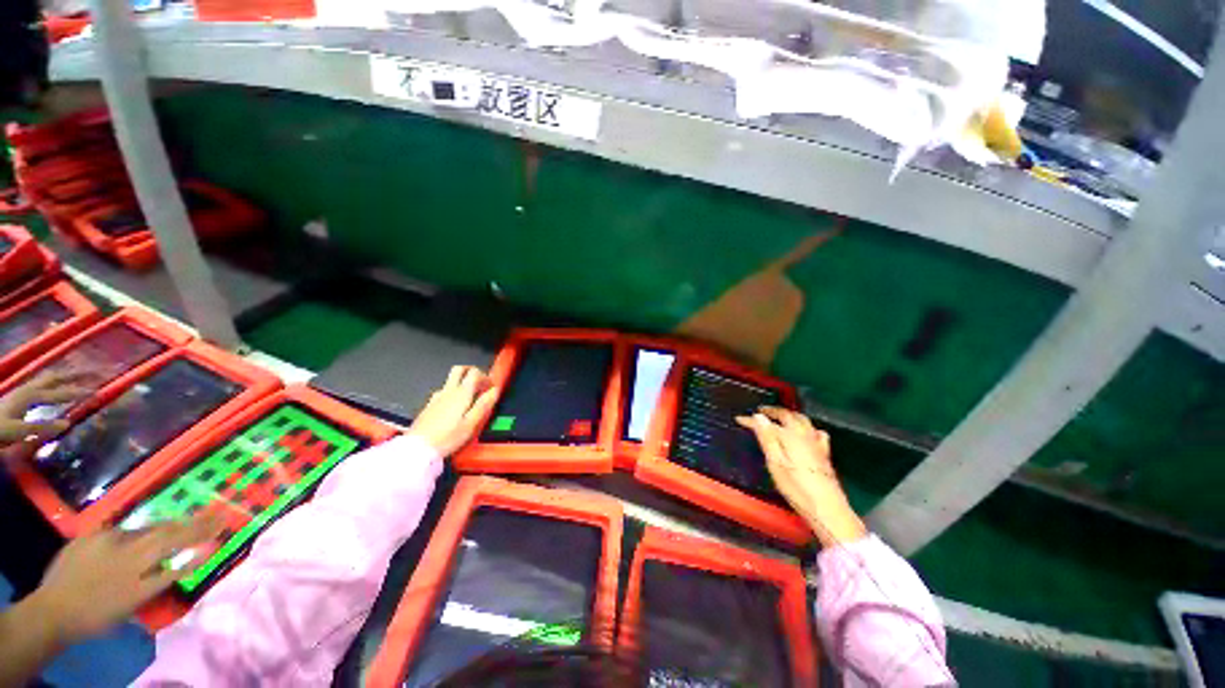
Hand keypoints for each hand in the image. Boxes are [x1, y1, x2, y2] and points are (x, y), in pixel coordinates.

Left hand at [0, 370, 97, 445]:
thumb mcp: (17, 432)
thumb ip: (40, 428)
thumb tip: (68, 423)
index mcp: (31, 396)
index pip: (60, 393)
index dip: (79, 391)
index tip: (98, 390)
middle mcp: (29, 389)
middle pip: (56, 377)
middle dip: (76, 374)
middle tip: (97, 371)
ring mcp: (24, 390)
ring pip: (49, 377)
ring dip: (66, 375)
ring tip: (82, 373)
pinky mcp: (21, 394)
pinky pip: (43, 383)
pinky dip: (56, 381)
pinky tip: (58, 384)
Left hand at [28, 512, 223, 644]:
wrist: (53, 610)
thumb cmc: (100, 612)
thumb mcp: (136, 599)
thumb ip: (168, 574)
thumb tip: (203, 552)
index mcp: (138, 557)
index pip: (177, 537)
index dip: (201, 528)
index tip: (225, 518)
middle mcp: (125, 540)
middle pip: (163, 528)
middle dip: (190, 522)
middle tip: (214, 514)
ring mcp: (105, 536)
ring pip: (143, 528)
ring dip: (167, 526)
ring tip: (186, 522)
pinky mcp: (89, 536)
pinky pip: (121, 531)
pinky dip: (138, 532)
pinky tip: (142, 535)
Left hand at [408, 366, 498, 456]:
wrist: (417, 448)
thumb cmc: (447, 437)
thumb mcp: (471, 423)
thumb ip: (484, 405)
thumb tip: (494, 391)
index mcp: (461, 394)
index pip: (475, 373)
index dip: (485, 376)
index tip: (490, 387)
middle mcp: (448, 391)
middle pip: (460, 369)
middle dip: (471, 371)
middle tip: (479, 382)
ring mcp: (436, 397)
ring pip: (450, 381)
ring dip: (462, 383)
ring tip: (469, 398)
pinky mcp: (428, 406)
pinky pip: (443, 392)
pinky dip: (452, 393)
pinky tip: (454, 407)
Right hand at [737, 407, 866, 547]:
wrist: (827, 508)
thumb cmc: (796, 487)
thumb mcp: (775, 463)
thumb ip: (767, 438)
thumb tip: (759, 416)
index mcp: (789, 436)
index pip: (767, 423)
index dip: (752, 420)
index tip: (739, 419)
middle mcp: (804, 435)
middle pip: (788, 415)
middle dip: (772, 411)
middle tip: (759, 412)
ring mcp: (816, 443)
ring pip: (802, 420)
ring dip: (789, 415)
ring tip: (779, 417)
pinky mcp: (824, 453)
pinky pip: (816, 431)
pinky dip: (807, 427)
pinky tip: (807, 432)